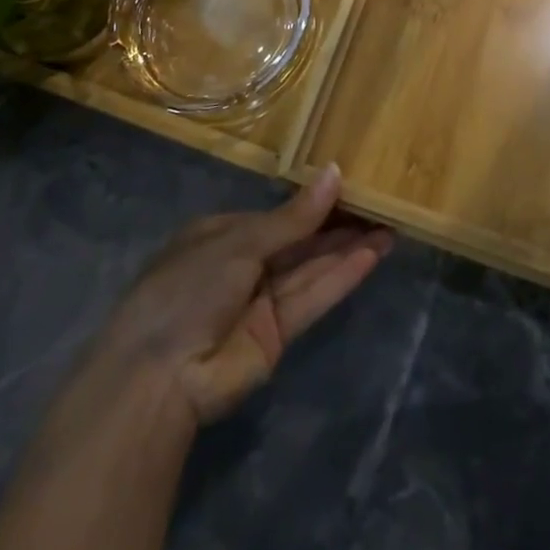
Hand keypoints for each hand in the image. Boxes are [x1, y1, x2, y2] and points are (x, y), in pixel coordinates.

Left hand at [88, 165, 391, 425]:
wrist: (159, 377)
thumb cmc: (188, 288)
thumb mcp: (239, 242)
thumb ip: (293, 217)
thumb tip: (335, 173)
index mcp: (223, 234)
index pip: (279, 213)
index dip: (314, 200)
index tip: (353, 184)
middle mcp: (244, 264)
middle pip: (300, 240)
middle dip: (339, 224)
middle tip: (382, 203)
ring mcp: (261, 301)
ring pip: (312, 267)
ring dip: (349, 248)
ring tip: (390, 226)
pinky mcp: (278, 335)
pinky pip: (313, 296)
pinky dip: (342, 276)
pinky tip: (372, 254)